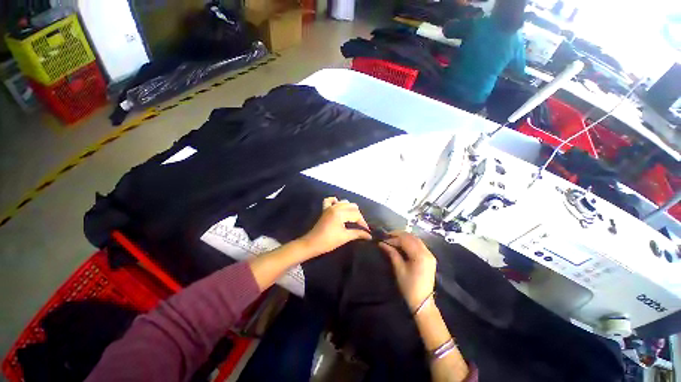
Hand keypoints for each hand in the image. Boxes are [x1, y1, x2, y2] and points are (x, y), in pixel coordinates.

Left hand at [300, 197, 371, 256]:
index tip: (367, 231)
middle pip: (352, 207)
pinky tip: (339, 207)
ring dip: (350, 209)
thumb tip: (369, 235)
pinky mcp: (324, 209)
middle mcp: (336, 207)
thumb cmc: (329, 241)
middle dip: (358, 215)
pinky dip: (336, 201)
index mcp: (340, 213)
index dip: (363, 223)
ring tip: (352, 219)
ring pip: (344, 202)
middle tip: (360, 226)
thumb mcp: (345, 237)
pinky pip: (330, 200)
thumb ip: (358, 234)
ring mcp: (329, 207)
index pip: (356, 215)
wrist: (312, 244)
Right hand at [379, 232, 436, 310]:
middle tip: (387, 237)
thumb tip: (382, 243)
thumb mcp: (399, 269)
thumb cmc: (409, 287)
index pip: (405, 240)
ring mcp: (430, 254)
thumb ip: (392, 253)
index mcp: (420, 256)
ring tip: (393, 239)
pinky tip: (402, 244)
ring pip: (415, 239)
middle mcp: (427, 252)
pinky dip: (409, 242)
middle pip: (412, 237)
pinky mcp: (429, 257)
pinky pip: (419, 244)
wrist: (422, 302)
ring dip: (404, 237)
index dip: (393, 238)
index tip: (383, 240)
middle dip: (399, 235)